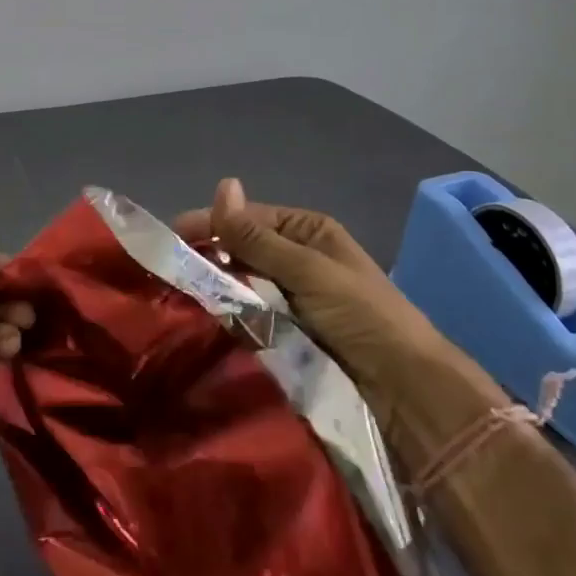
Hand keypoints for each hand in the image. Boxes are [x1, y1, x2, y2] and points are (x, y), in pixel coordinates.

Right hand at [174, 178, 455, 429]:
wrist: (406, 392)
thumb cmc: (362, 316)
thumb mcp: (307, 269)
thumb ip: (258, 236)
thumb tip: (223, 184)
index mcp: (307, 232)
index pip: (248, 218)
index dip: (211, 224)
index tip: (172, 238)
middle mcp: (297, 259)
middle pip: (242, 250)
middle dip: (209, 256)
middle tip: (169, 272)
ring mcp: (292, 298)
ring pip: (242, 284)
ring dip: (216, 288)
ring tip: (178, 297)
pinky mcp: (289, 334)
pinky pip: (250, 316)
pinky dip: (230, 316)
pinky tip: (205, 321)